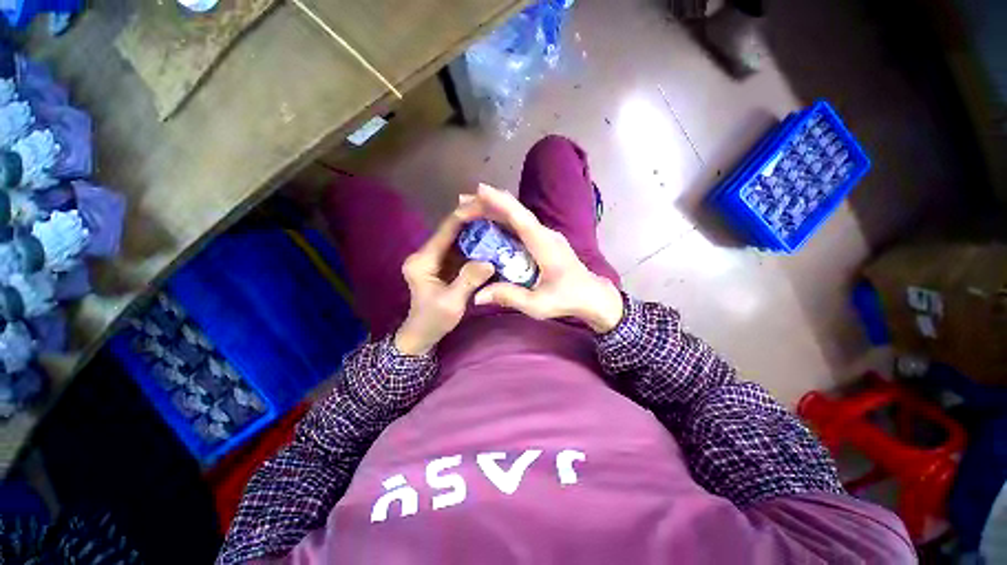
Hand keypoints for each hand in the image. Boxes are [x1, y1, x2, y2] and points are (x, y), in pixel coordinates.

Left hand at [395, 202, 493, 355]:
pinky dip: (476, 246)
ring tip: (499, 223)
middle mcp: (427, 254)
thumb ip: (468, 280)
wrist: (422, 334)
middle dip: (474, 221)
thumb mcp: (451, 303)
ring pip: (458, 239)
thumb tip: (489, 262)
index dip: (465, 215)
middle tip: (498, 212)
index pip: (446, 230)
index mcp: (423, 260)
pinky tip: (492, 242)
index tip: (486, 205)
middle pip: (452, 231)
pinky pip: (462, 250)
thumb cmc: (433, 320)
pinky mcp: (444, 265)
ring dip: (477, 232)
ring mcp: (436, 259)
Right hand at [469, 184, 623, 332]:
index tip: (480, 189)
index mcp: (545, 245)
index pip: (521, 219)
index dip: (501, 203)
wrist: (593, 296)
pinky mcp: (544, 240)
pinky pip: (521, 225)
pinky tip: (490, 223)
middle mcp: (545, 234)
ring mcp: (546, 235)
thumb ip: (508, 297)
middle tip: (463, 201)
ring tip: (471, 208)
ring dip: (495, 209)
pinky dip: (504, 220)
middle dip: (490, 203)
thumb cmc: (568, 299)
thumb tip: (477, 295)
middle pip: (516, 212)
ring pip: (518, 216)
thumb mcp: (538, 304)